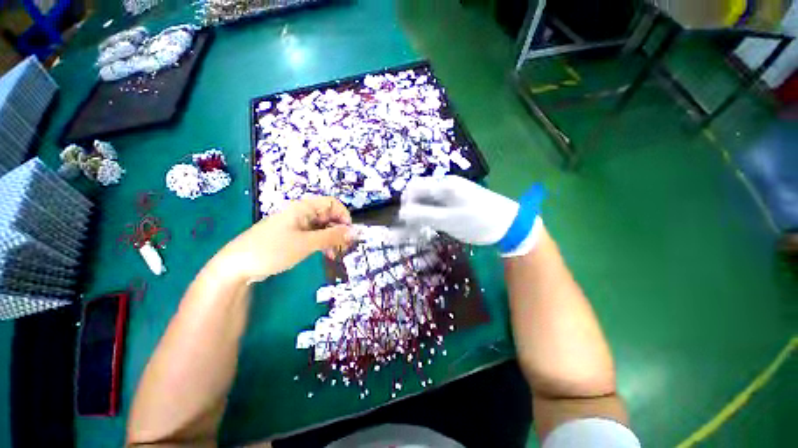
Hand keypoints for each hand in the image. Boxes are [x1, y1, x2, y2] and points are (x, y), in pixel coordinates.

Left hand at [216, 196, 354, 281]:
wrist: (237, 266)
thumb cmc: (273, 250)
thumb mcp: (306, 243)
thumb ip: (332, 237)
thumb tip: (354, 232)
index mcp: (303, 208)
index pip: (332, 203)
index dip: (344, 215)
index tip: (349, 233)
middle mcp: (302, 213)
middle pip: (329, 215)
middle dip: (339, 229)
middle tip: (345, 247)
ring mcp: (297, 225)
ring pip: (323, 227)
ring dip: (332, 238)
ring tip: (336, 254)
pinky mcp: (293, 236)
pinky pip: (314, 235)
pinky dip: (323, 243)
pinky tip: (327, 254)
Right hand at [399, 176, 542, 256]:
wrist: (509, 225)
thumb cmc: (478, 221)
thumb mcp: (448, 220)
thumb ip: (423, 215)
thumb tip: (401, 212)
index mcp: (443, 185)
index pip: (414, 187)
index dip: (405, 202)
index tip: (404, 220)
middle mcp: (445, 186)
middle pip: (419, 193)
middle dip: (411, 209)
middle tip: (411, 228)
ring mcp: (451, 194)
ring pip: (427, 201)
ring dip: (420, 214)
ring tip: (419, 230)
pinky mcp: (455, 203)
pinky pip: (436, 207)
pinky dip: (429, 216)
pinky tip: (431, 227)